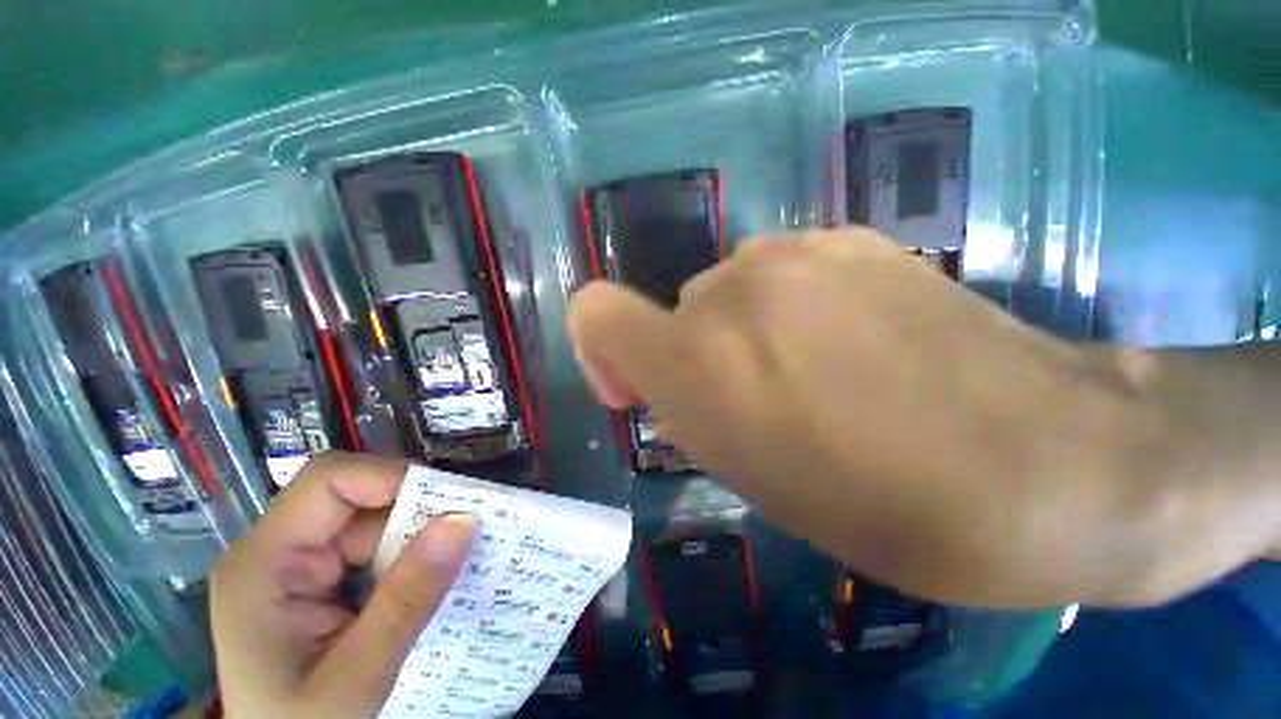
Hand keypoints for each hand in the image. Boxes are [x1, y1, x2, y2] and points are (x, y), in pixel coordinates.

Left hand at [210, 452, 476, 717]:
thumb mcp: (355, 678)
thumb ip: (407, 601)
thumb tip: (465, 520)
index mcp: (265, 561)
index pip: (331, 481)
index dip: (392, 477)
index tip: (452, 501)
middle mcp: (280, 550)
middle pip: (361, 500)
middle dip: (418, 513)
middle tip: (470, 534)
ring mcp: (301, 566)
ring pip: (377, 525)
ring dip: (421, 539)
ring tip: (461, 560)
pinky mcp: (321, 582)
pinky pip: (378, 551)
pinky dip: (412, 559)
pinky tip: (434, 581)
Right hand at [568, 228, 1274, 607]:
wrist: (1055, 462)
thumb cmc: (885, 506)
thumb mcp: (751, 475)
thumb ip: (686, 407)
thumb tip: (666, 375)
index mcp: (701, 362)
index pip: (594, 313)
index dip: (601, 347)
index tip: (639, 386)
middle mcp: (732, 289)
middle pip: (674, 313)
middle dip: (695, 356)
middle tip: (754, 402)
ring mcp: (796, 250)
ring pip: (725, 291)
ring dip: (740, 332)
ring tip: (809, 375)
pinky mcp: (851, 236)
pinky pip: (777, 273)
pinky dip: (786, 307)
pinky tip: (850, 341)